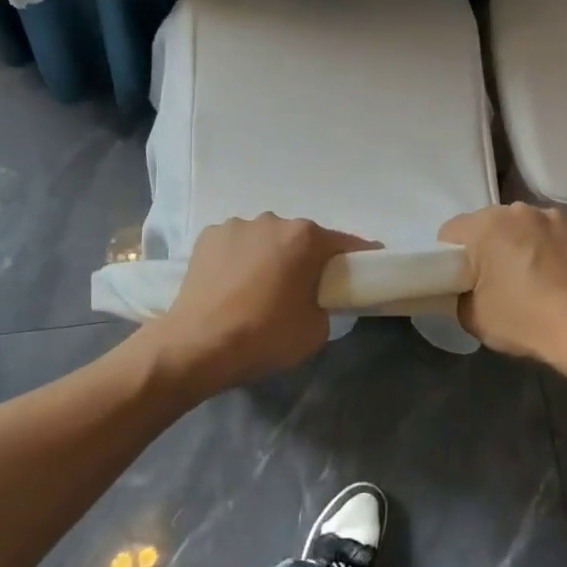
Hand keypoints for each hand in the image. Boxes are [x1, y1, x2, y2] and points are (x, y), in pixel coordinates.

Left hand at [151, 215, 377, 394]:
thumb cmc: (265, 336)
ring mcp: (237, 225)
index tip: (368, 266)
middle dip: (306, 258)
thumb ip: (324, 303)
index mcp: (305, 238)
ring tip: (259, 288)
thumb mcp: (315, 330)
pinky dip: (240, 259)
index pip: (345, 243)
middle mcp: (273, 220)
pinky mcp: (208, 237)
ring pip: (266, 239)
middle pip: (301, 238)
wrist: (197, 345)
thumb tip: (313, 297)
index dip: (360, 256)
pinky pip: (236, 245)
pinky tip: (232, 285)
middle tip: (302, 288)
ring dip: (269, 256)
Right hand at [438, 204, 566, 367]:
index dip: (450, 258)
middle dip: (487, 248)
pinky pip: (550, 232)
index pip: (451, 233)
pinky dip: (547, 246)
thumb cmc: (527, 321)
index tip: (462, 281)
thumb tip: (469, 289)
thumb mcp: (473, 318)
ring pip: (521, 226)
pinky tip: (557, 274)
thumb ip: (460, 295)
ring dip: (519, 243)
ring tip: (532, 278)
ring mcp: (552, 216)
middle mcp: (517, 210)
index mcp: (486, 226)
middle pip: (488, 225)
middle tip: (496, 282)